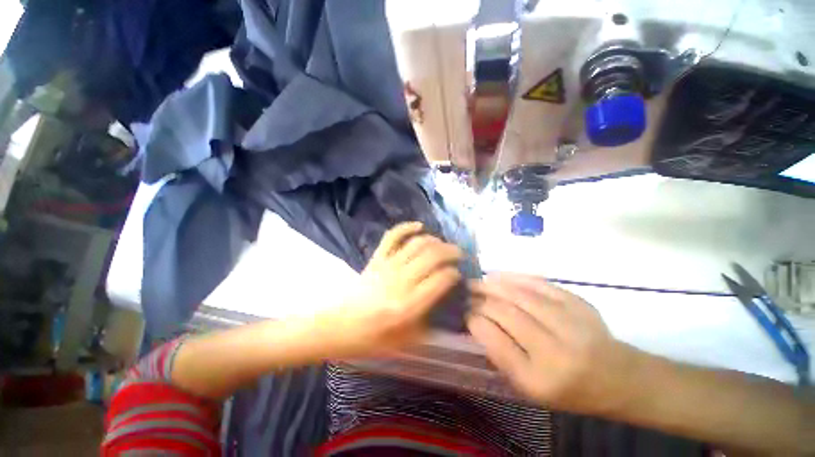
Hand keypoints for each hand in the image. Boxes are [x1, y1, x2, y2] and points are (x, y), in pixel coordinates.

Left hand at [319, 222, 461, 358]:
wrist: (339, 327)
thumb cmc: (373, 339)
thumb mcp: (407, 340)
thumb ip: (430, 321)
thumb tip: (445, 301)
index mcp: (409, 305)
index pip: (441, 279)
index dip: (454, 274)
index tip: (458, 275)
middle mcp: (401, 281)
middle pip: (433, 256)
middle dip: (451, 252)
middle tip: (459, 255)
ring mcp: (387, 266)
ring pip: (417, 243)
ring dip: (435, 240)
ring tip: (443, 245)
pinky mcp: (376, 259)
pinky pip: (393, 236)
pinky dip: (406, 227)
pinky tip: (419, 226)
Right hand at [468, 273, 636, 413]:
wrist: (617, 378)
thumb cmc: (566, 388)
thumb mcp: (529, 387)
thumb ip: (500, 355)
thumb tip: (476, 322)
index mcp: (538, 379)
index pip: (495, 342)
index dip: (475, 322)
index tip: (466, 313)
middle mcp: (555, 351)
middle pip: (506, 314)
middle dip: (481, 301)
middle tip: (467, 294)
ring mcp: (570, 323)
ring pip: (519, 295)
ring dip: (492, 285)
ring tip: (477, 282)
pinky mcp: (578, 303)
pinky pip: (538, 284)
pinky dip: (514, 277)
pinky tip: (498, 276)